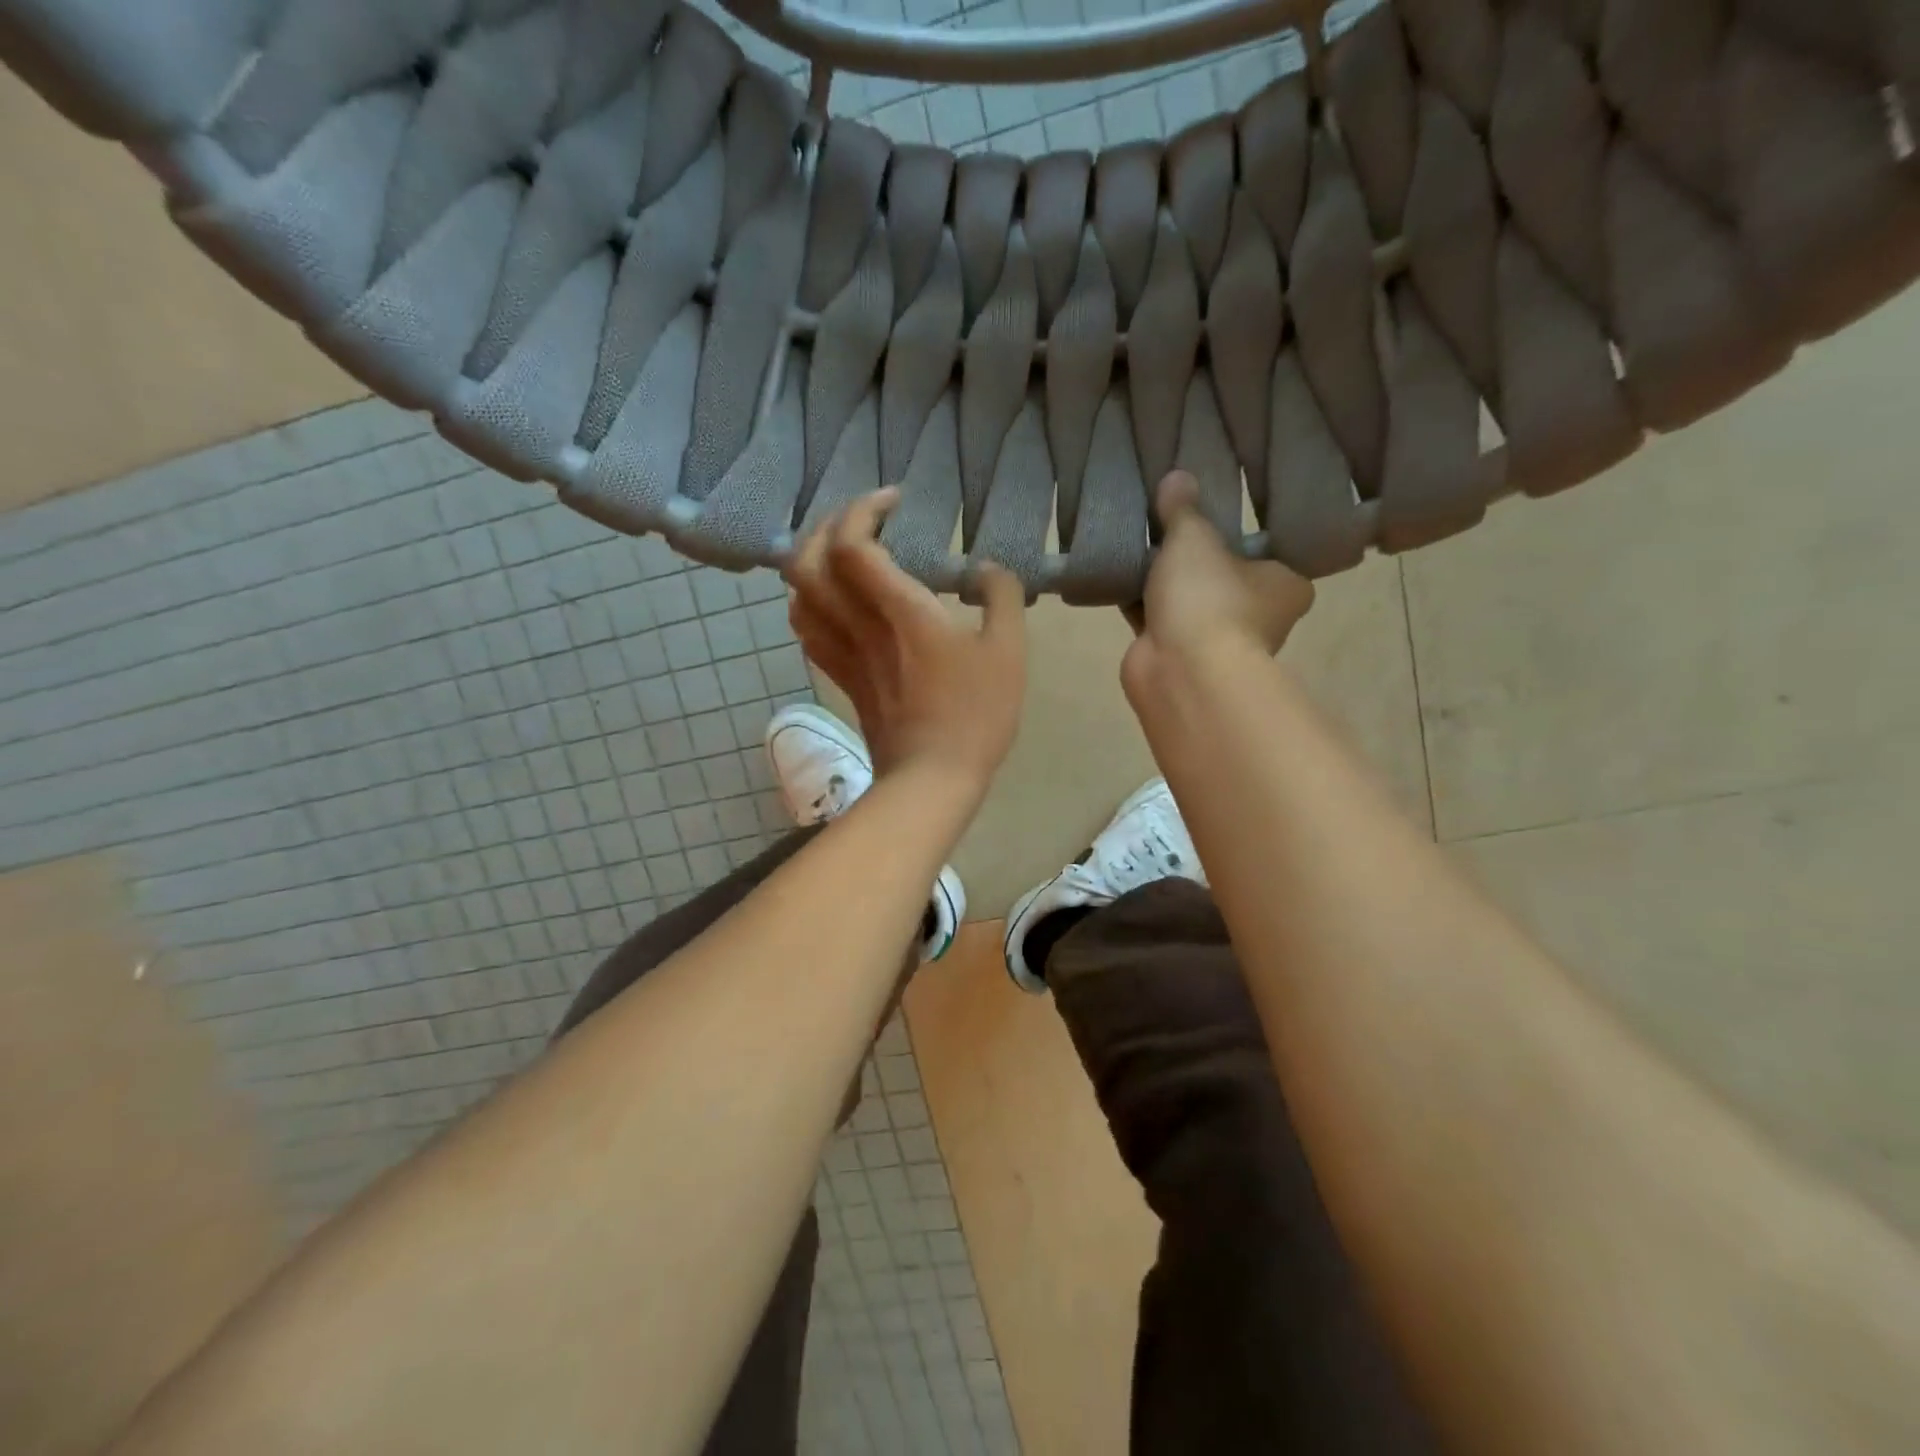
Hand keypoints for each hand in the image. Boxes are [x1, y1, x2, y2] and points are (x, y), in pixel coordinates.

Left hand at [786, 489, 1027, 788]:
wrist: (932, 778)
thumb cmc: (975, 714)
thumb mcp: (1008, 652)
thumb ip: (1002, 597)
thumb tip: (986, 569)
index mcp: (899, 610)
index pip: (852, 543)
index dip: (863, 509)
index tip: (894, 500)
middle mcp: (859, 624)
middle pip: (807, 561)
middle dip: (827, 526)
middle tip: (862, 519)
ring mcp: (844, 653)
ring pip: (798, 595)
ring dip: (810, 561)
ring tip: (842, 553)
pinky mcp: (842, 677)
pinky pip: (807, 629)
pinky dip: (809, 602)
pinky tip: (832, 601)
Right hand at [1123, 470, 1314, 692]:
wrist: (1180, 672)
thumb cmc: (1208, 598)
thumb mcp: (1194, 539)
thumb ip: (1183, 510)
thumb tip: (1177, 476)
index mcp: (1286, 584)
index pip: (1267, 549)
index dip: (1238, 530)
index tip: (1212, 510)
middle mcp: (1259, 614)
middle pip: (1223, 573)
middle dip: (1193, 554)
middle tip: (1167, 519)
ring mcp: (1217, 638)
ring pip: (1188, 598)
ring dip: (1163, 579)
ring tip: (1137, 540)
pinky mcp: (1178, 654)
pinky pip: (1158, 617)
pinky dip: (1141, 601)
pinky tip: (1118, 573)